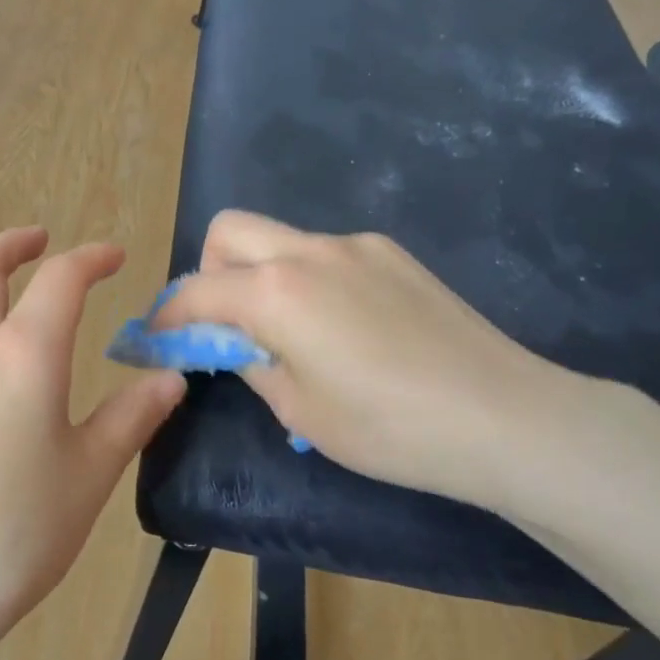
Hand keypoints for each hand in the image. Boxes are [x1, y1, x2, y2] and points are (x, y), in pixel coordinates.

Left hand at [0, 228, 185, 659]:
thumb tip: (169, 378)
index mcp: (23, 357)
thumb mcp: (89, 476)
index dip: (90, 258)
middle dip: (12, 244)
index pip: (59, 279)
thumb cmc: (18, 532)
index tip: (115, 256)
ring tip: (33, 344)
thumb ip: (131, 418)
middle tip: (40, 240)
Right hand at [155, 212, 579, 511]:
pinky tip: (341, 327)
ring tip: (288, 332)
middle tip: (222, 324)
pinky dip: (305, 277)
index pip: (195, 290)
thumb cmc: (388, 428)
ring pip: (279, 238)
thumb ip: (249, 360)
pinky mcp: (393, 253)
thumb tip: (228, 341)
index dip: (166, 316)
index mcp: (275, 290)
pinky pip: (324, 253)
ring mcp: (355, 245)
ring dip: (259, 273)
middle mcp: (308, 249)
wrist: (504, 417)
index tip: (155, 340)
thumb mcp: (298, 408)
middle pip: (229, 231)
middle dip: (208, 271)